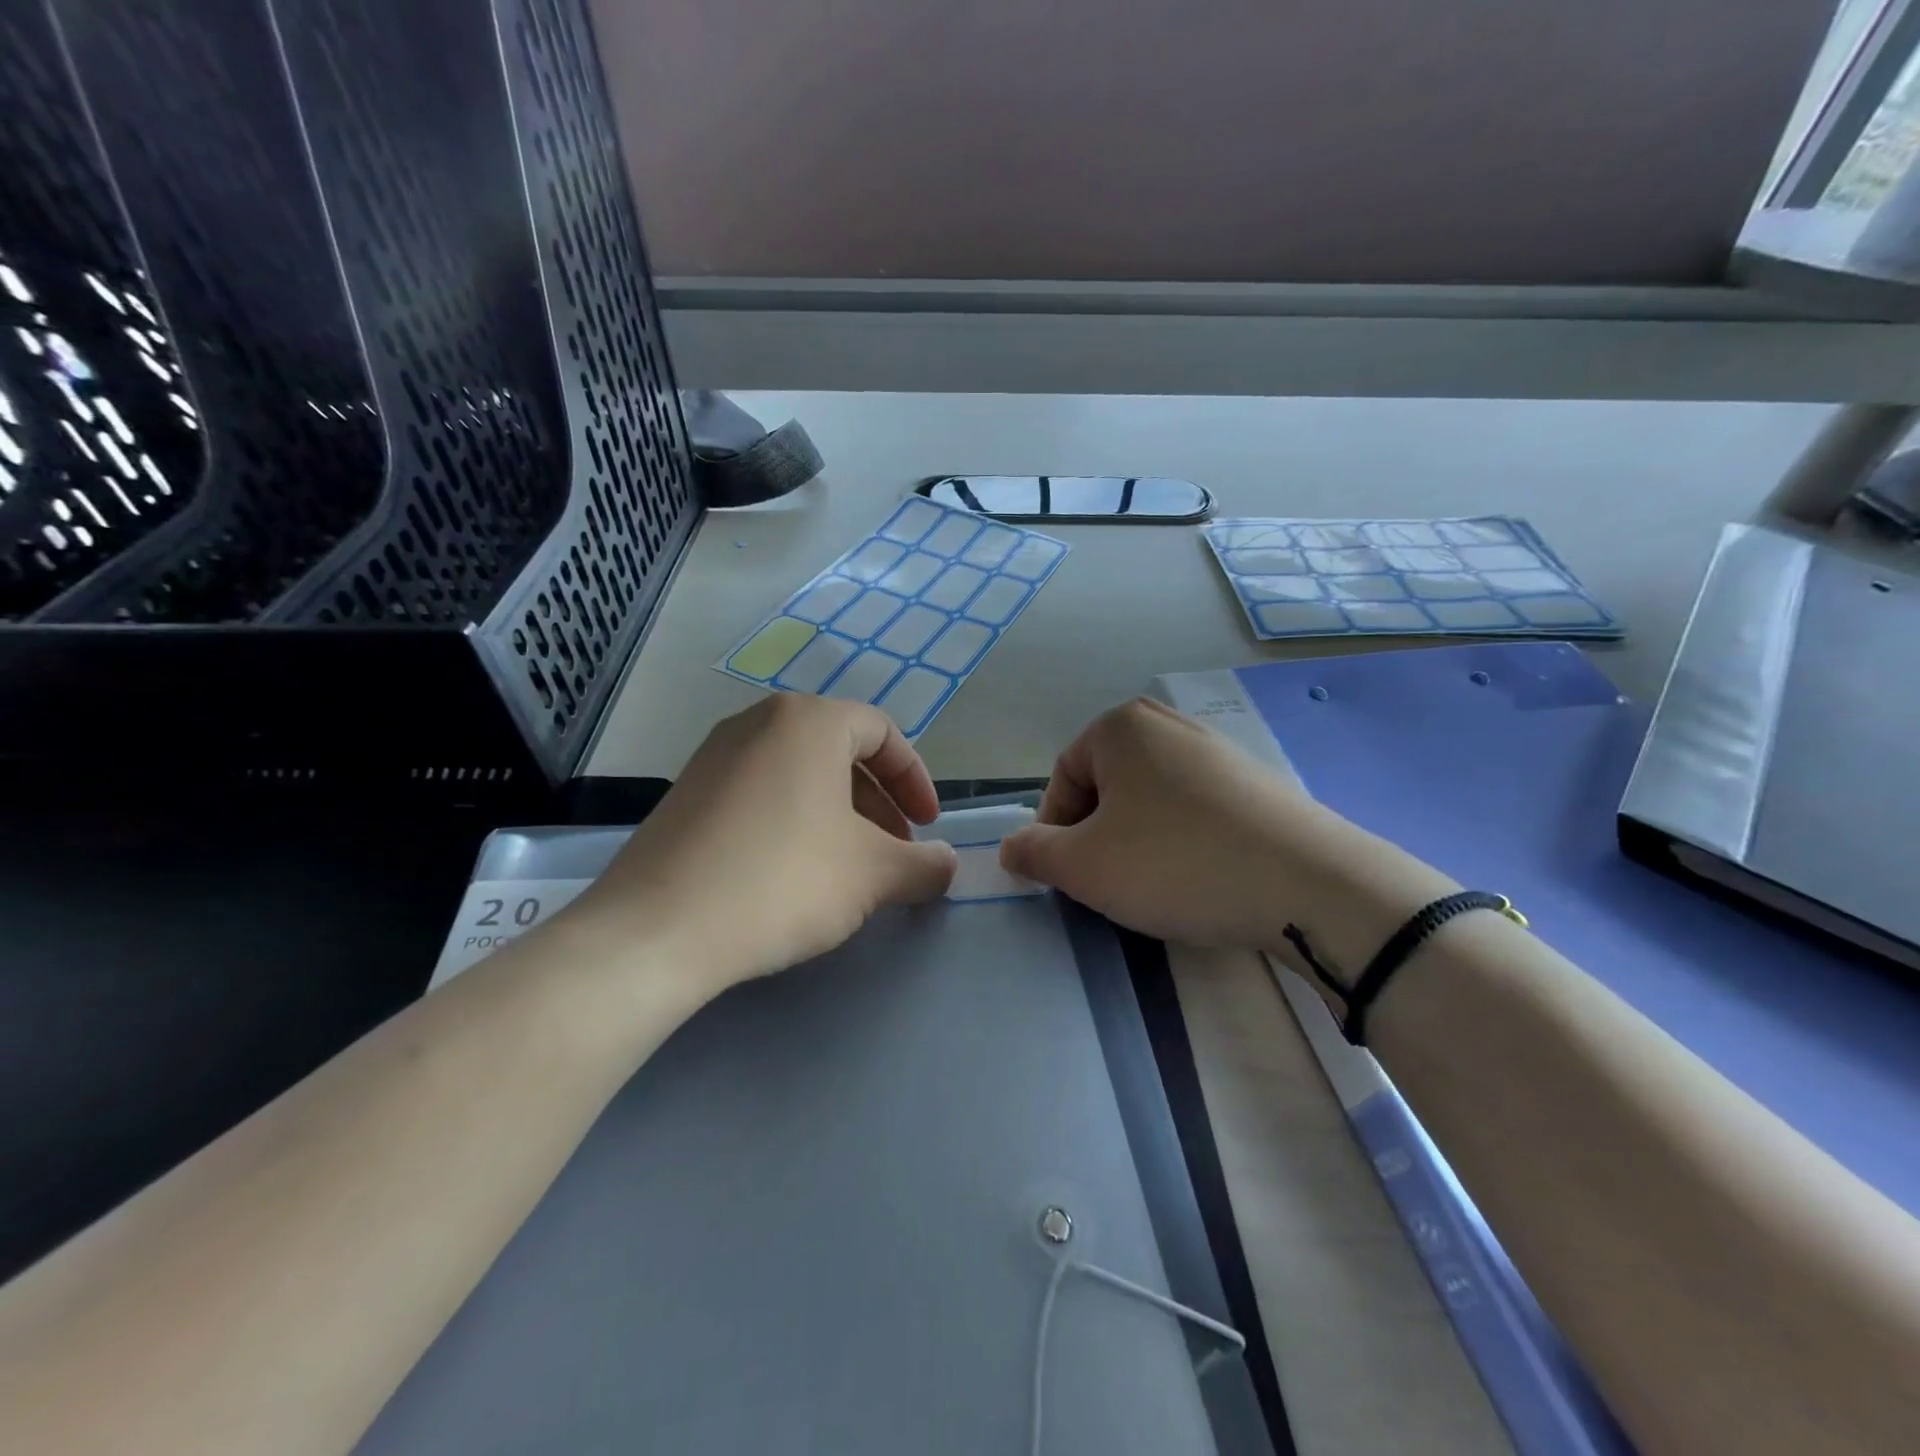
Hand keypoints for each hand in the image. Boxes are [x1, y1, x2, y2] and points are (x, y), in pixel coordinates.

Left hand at [564, 695, 956, 996]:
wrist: (656, 930)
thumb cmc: (782, 881)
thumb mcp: (873, 875)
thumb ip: (924, 864)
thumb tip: (947, 864)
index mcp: (808, 721)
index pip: (882, 732)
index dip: (915, 780)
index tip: (926, 828)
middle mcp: (758, 722)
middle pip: (840, 752)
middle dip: (878, 803)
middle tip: (893, 852)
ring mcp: (715, 756)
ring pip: (799, 774)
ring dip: (838, 816)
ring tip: (848, 869)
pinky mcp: (686, 794)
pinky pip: (760, 794)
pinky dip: (793, 822)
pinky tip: (792, 875)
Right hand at [999, 698, 1453, 962]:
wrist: (1307, 884)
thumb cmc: (1175, 863)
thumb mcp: (1084, 866)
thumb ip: (1033, 853)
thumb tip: (1010, 848)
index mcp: (1120, 727)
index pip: (1062, 779)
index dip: (1056, 832)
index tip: (1072, 877)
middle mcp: (1167, 723)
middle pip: (1106, 786)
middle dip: (1098, 836)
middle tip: (1111, 883)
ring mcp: (1217, 749)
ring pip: (1150, 800)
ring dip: (1138, 841)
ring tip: (1157, 885)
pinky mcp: (1255, 781)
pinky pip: (1195, 809)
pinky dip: (1182, 841)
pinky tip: (1200, 877)